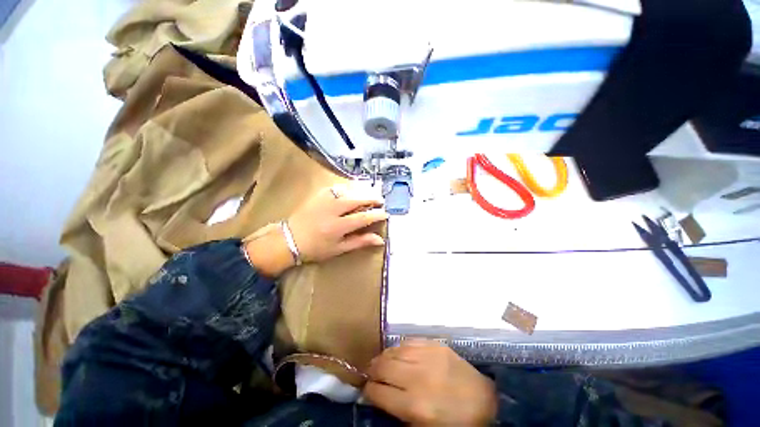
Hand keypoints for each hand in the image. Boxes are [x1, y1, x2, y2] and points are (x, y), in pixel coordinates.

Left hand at [245, 184, 386, 277]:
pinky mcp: (318, 195)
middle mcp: (332, 210)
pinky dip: (347, 187)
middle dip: (372, 198)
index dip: (376, 215)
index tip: (385, 214)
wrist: (289, 239)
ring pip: (348, 191)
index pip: (363, 217)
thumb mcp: (339, 249)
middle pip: (357, 199)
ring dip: (361, 191)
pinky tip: (353, 190)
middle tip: (381, 200)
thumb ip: (360, 242)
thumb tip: (380, 240)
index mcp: (338, 227)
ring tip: (370, 193)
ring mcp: (324, 200)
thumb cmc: (316, 248)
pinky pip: (336, 187)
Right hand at [364, 340, 496, 425]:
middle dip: (372, 370)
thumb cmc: (453, 422)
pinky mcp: (435, 344)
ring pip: (394, 350)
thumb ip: (398, 413)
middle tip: (370, 373)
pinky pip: (409, 341)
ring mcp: (428, 356)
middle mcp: (418, 377)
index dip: (368, 391)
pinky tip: (397, 353)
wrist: (484, 401)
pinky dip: (399, 347)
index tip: (366, 390)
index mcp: (415, 405)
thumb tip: (378, 396)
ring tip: (381, 362)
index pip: (379, 393)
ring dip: (383, 356)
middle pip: (383, 367)